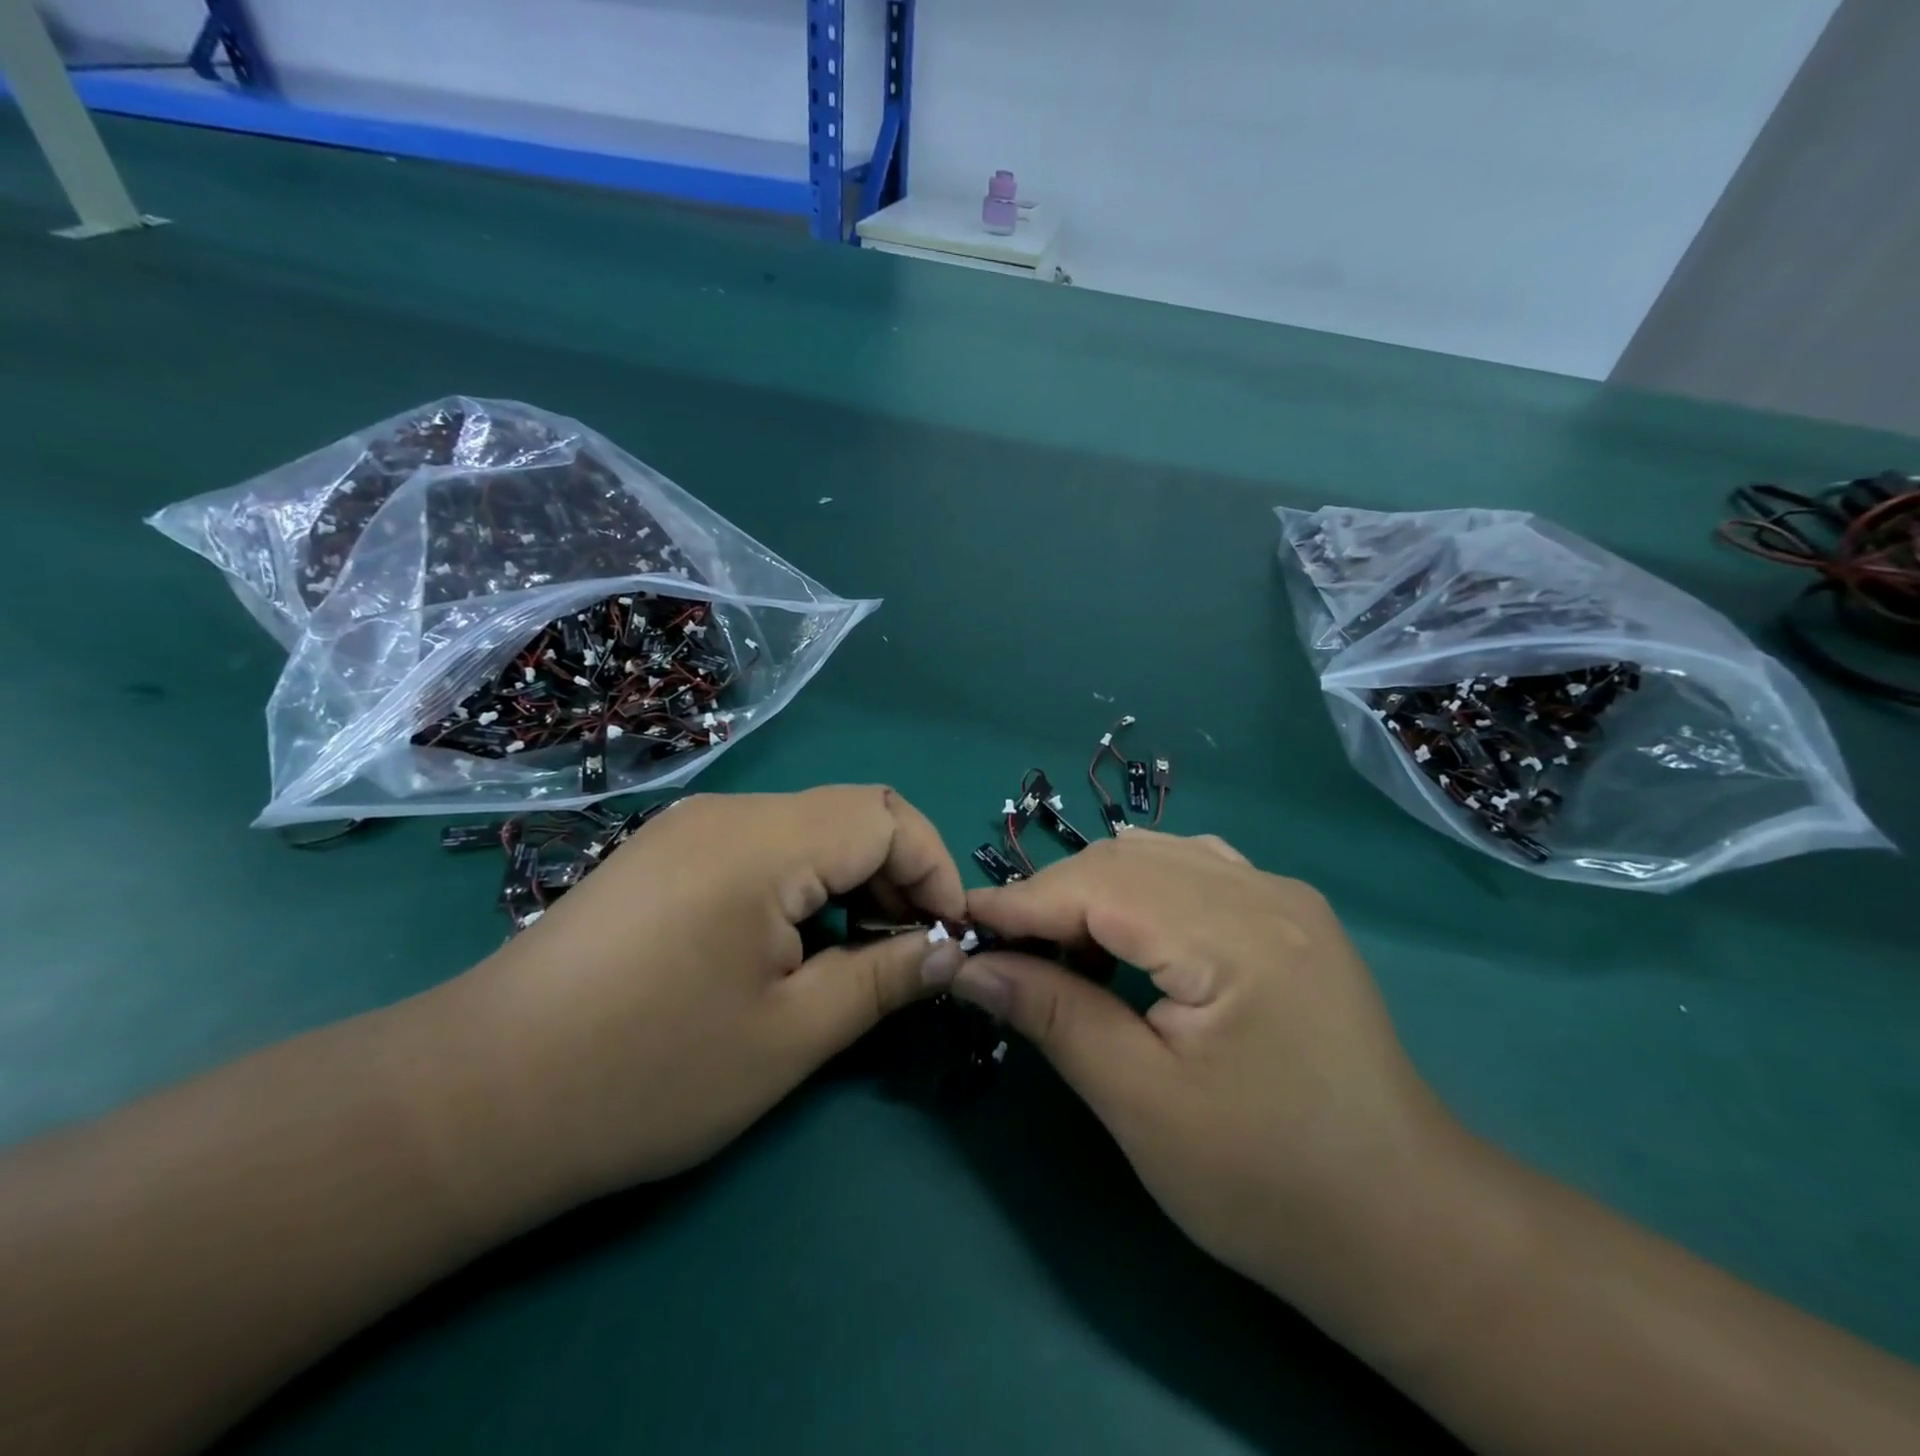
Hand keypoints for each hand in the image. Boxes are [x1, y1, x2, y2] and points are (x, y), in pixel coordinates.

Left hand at [454, 787, 966, 1201]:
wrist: (473, 1101)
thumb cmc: (645, 1072)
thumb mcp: (789, 1036)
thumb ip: (881, 979)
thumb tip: (945, 948)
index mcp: (763, 841)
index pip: (887, 816)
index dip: (934, 869)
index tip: (945, 937)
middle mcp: (727, 812)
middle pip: (850, 814)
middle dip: (897, 876)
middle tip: (904, 955)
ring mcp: (688, 828)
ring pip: (807, 830)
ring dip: (850, 881)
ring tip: (850, 957)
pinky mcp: (663, 856)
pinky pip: (761, 847)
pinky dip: (802, 885)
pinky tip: (787, 947)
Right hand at [949, 831, 1462, 1305]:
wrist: (1405, 1225)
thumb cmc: (1267, 1182)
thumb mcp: (1141, 1103)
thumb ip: (1054, 1016)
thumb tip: (972, 966)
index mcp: (1234, 936)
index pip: (1099, 886)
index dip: (1021, 902)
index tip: (959, 924)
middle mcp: (1265, 892)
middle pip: (1127, 858)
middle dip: (1053, 894)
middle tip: (1004, 947)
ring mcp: (1285, 896)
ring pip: (1159, 855)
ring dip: (1095, 888)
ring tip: (1058, 945)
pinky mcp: (1291, 915)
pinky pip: (1196, 871)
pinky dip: (1142, 890)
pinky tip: (1126, 935)